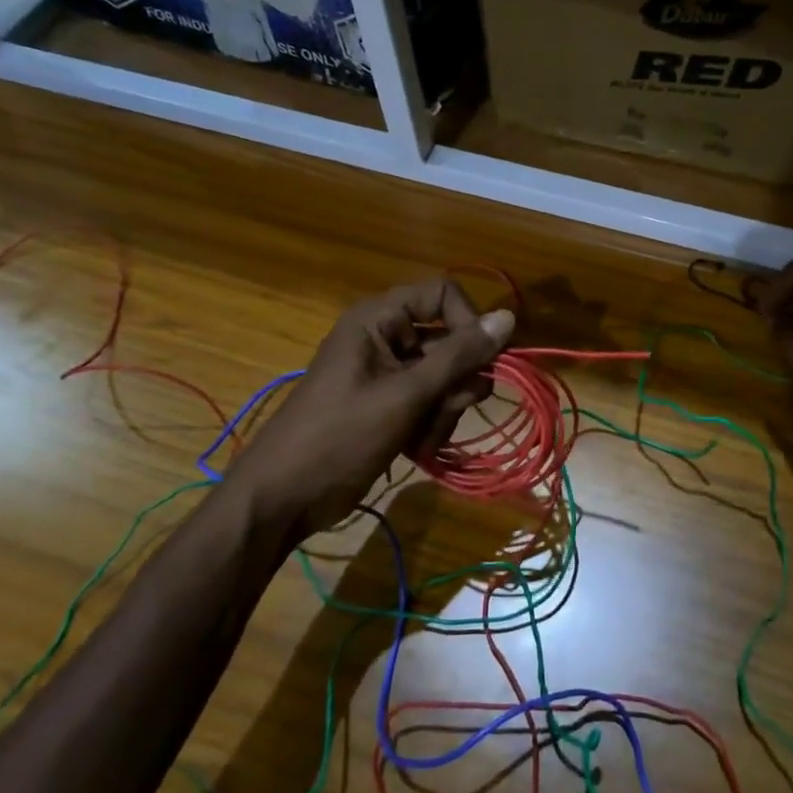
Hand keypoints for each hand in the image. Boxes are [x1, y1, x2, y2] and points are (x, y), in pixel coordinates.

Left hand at [231, 279, 513, 537]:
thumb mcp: (405, 394)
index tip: (481, 362)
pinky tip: (418, 448)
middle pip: (449, 340)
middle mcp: (385, 337)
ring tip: (423, 438)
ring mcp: (387, 373)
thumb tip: (508, 317)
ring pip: (446, 376)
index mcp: (379, 319)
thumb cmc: (341, 436)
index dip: (468, 323)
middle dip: (456, 381)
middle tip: (446, 409)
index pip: (444, 295)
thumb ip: (459, 356)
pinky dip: (432, 424)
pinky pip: (431, 401)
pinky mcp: (390, 404)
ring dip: (445, 409)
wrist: (285, 497)